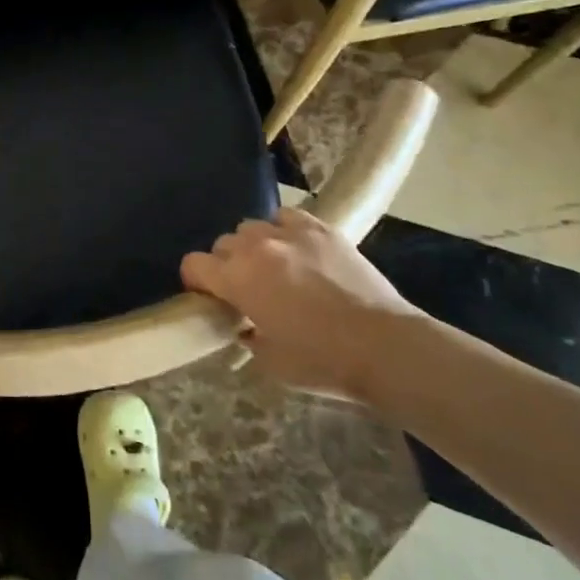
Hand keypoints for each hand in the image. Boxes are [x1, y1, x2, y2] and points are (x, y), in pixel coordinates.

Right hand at [182, 208, 421, 401]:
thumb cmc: (324, 362)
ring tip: (272, 267)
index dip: (196, 281)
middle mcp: (255, 247)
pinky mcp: (320, 227)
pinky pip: (285, 217)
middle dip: (226, 264)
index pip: (193, 264)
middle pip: (222, 243)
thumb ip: (246, 336)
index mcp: (236, 279)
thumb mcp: (270, 362)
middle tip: (245, 288)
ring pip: (252, 227)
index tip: (208, 297)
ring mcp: (289, 232)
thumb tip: (244, 324)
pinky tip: (296, 250)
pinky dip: (283, 230)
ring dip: (253, 246)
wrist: (385, 346)